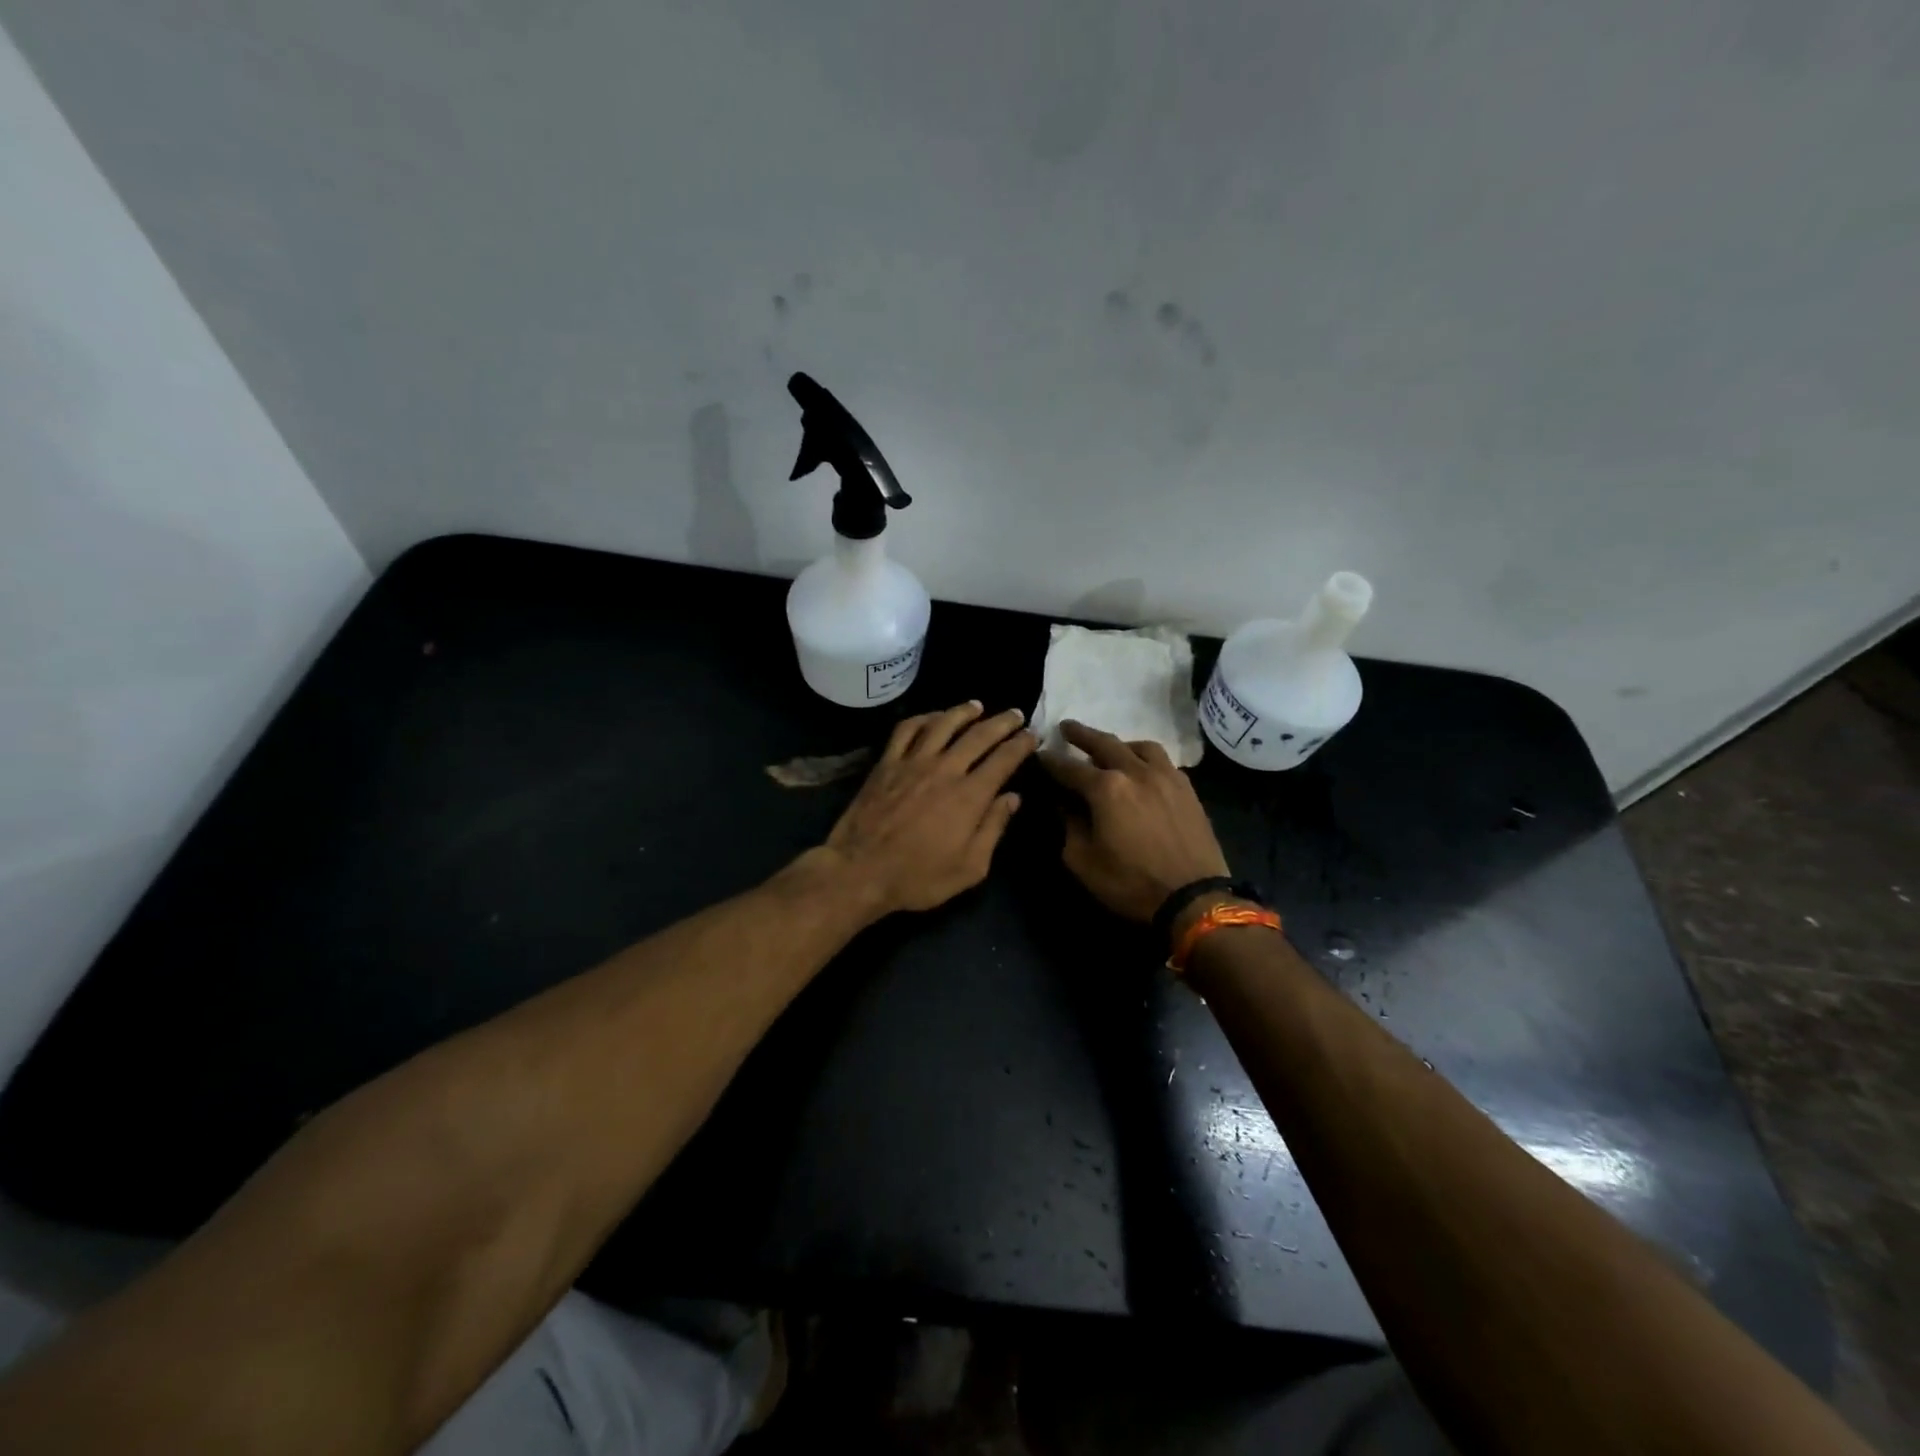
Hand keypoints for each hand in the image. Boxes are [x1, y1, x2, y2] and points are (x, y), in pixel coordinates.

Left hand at [820, 702, 1036, 916]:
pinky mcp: (886, 763)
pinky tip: (932, 717)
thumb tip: (1012, 798)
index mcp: (969, 796)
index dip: (1021, 744)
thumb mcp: (970, 867)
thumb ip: (993, 829)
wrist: (859, 871)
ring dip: (963, 712)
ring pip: (942, 724)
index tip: (1032, 735)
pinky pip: (906, 730)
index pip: (1003, 759)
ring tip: (977, 706)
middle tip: (1015, 714)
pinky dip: (922, 718)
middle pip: (978, 735)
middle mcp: (944, 769)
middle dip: (1001, 723)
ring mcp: (912, 762)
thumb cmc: (918, 877)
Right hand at [1039, 721, 1229, 921]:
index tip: (1040, 754)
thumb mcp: (1083, 861)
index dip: (1051, 761)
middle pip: (1104, 743)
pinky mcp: (1188, 790)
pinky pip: (1164, 762)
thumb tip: (1064, 805)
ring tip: (1111, 748)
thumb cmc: (1130, 883)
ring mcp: (1166, 777)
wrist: (1193, 898)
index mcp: (1106, 788)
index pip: (1069, 768)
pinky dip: (1146, 759)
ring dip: (1120, 743)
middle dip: (1082, 735)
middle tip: (1067, 727)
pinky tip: (1144, 770)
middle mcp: (1136, 772)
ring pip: (1140, 746)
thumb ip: (1070, 826)